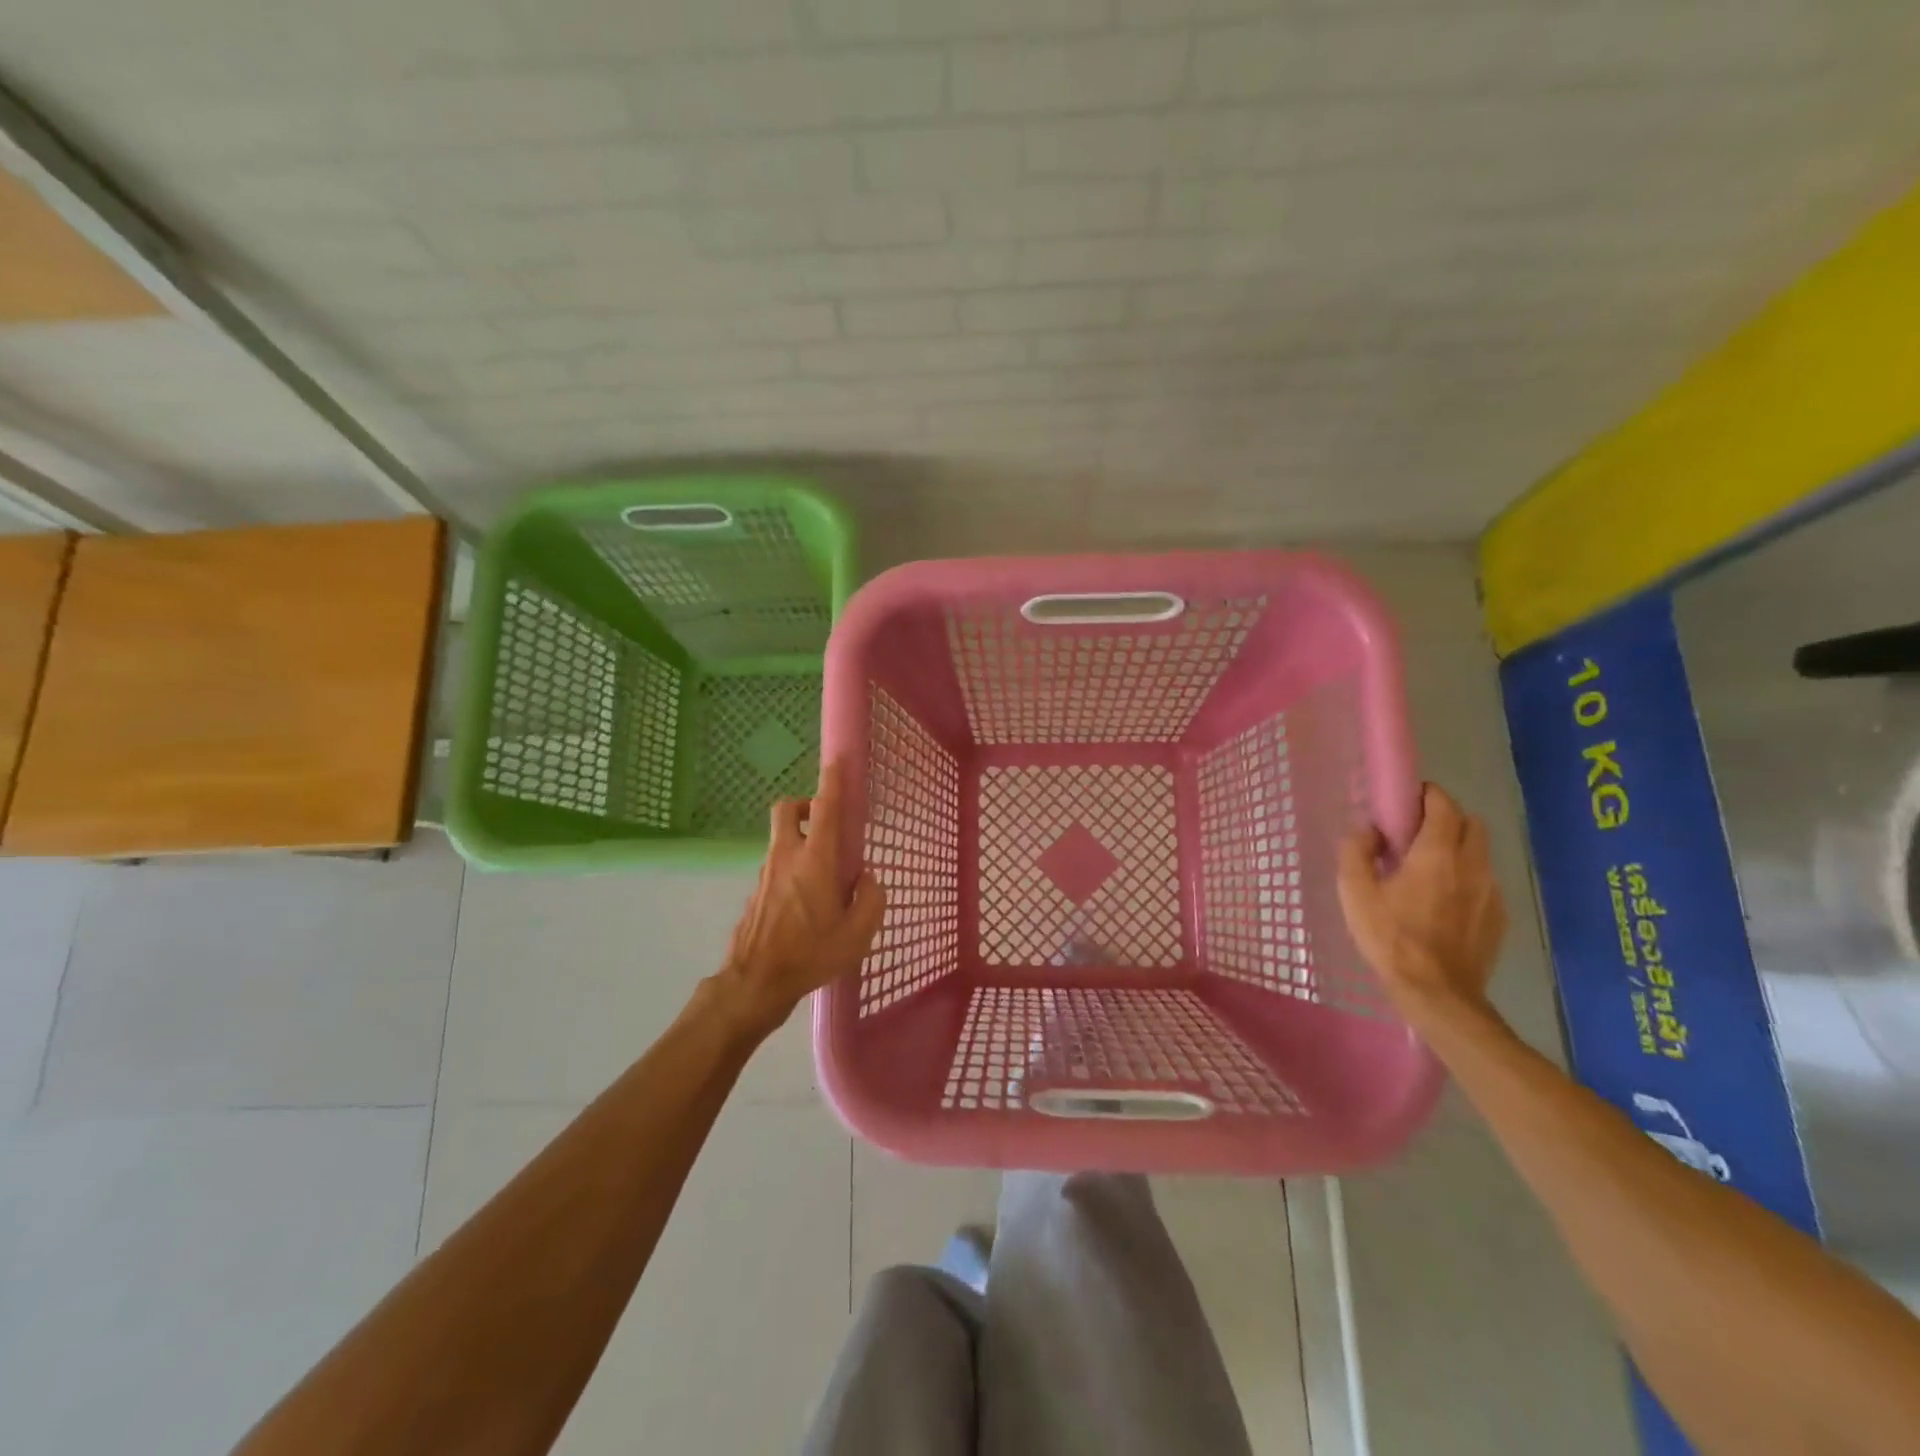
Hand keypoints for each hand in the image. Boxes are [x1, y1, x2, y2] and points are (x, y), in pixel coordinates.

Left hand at [712, 758, 885, 1040]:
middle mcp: (786, 857)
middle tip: (823, 821)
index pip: (824, 808)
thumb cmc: (810, 956)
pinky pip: (777, 865)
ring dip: (800, 839)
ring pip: (781, 838)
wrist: (754, 983)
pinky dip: (792, 867)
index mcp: (815, 861)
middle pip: (786, 809)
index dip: (832, 780)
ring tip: (823, 874)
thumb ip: (871, 900)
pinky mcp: (756, 892)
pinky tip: (806, 902)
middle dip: (803, 804)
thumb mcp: (857, 935)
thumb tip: (867, 879)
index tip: (837, 760)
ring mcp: (766, 873)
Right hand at [1337, 782, 1506, 1016]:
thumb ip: (1356, 851)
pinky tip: (1442, 902)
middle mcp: (1472, 865)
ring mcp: (1491, 892)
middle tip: (1416, 833)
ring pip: (1480, 853)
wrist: (1437, 993)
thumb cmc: (1390, 937)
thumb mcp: (1355, 892)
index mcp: (1437, 853)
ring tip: (1428, 870)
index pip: (1443, 804)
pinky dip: (1466, 878)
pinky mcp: (1499, 917)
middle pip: (1471, 823)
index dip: (1426, 795)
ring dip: (1457, 848)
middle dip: (1446, 817)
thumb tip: (1367, 830)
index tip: (1405, 802)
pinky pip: (1484, 882)